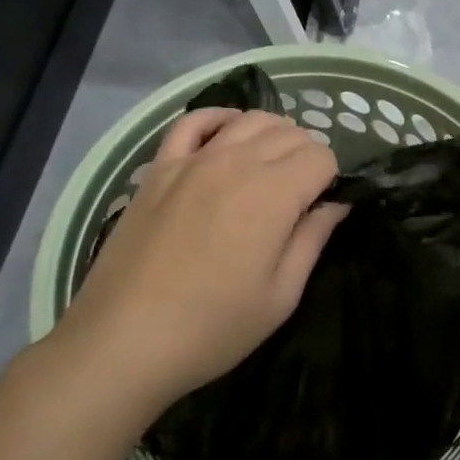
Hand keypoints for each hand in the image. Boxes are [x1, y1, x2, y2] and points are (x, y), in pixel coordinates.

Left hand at [55, 108, 346, 412]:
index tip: (320, 209)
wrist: (122, 340)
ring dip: (273, 135)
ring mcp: (193, 160)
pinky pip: (194, 121)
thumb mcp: (280, 296)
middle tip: (300, 197)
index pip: (321, 156)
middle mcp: (236, 162)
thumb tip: (336, 205)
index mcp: (273, 194)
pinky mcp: (160, 167)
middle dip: (306, 157)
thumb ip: (313, 240)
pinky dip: (220, 119)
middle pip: (290, 133)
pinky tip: (228, 135)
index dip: (330, 180)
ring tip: (272, 168)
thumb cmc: (211, 328)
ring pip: (250, 119)